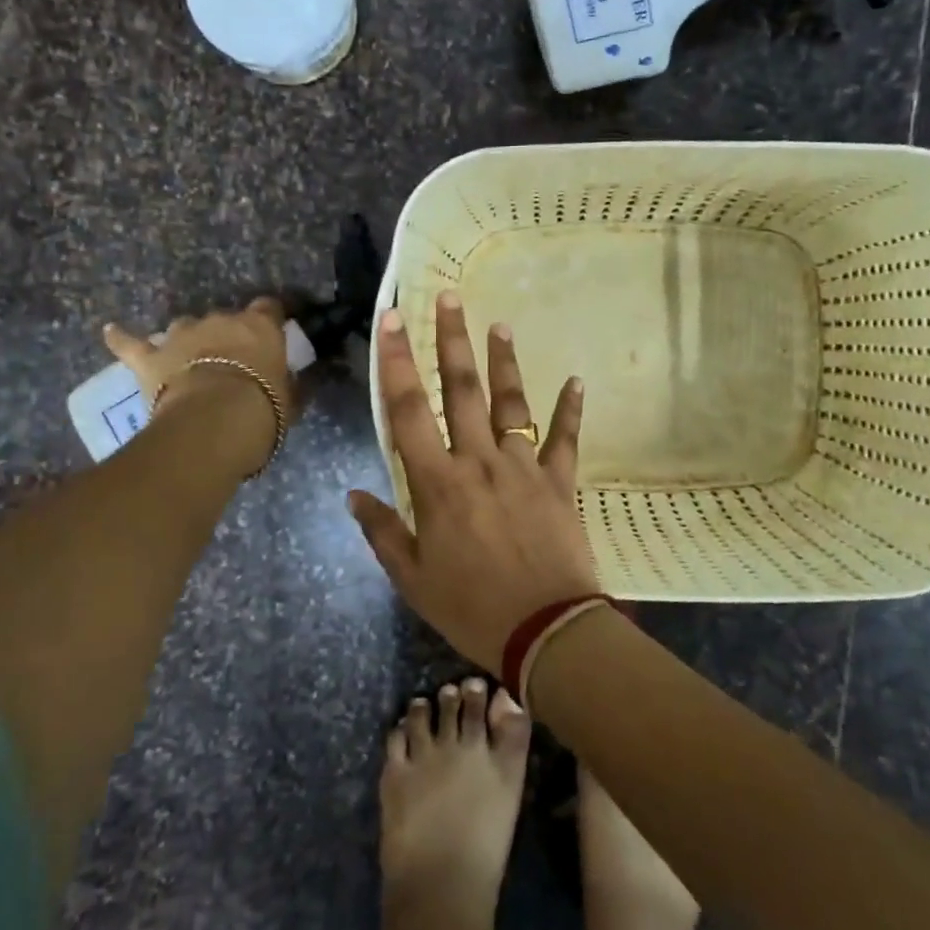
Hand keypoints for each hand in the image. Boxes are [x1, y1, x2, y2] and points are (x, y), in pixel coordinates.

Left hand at [104, 299, 300, 470]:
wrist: (213, 422)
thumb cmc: (262, 408)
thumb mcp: (290, 399)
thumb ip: (291, 385)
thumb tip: (297, 382)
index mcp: (260, 326)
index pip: (270, 307)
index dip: (270, 319)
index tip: (274, 332)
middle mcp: (220, 320)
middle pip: (225, 319)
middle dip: (227, 336)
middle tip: (233, 362)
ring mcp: (182, 335)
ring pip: (185, 326)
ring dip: (189, 339)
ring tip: (190, 358)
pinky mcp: (151, 358)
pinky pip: (131, 344)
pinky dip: (122, 338)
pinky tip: (110, 331)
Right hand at [349, 291, 595, 673]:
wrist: (546, 632)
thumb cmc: (471, 607)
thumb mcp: (413, 579)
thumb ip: (383, 532)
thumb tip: (353, 496)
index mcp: (438, 483)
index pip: (408, 411)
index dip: (396, 362)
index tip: (391, 319)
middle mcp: (479, 461)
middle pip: (462, 390)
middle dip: (451, 340)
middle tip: (449, 298)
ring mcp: (523, 467)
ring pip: (511, 403)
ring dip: (504, 362)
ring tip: (500, 324)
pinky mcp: (559, 482)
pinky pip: (565, 438)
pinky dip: (571, 409)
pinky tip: (576, 380)